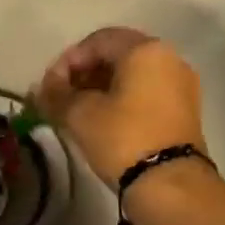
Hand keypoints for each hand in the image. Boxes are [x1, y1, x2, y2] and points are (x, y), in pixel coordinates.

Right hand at [35, 27, 207, 188]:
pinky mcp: (182, 112)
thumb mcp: (81, 115)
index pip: (98, 40)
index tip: (49, 87)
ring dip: (100, 90)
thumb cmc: (122, 139)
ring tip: (77, 115)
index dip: (67, 61)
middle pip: (117, 56)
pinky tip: (102, 124)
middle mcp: (169, 59)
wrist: (167, 183)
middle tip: (60, 100)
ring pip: (131, 77)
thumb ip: (56, 95)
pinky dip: (120, 102)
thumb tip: (41, 88)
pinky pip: (145, 95)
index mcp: (145, 50)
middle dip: (83, 75)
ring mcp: (180, 86)